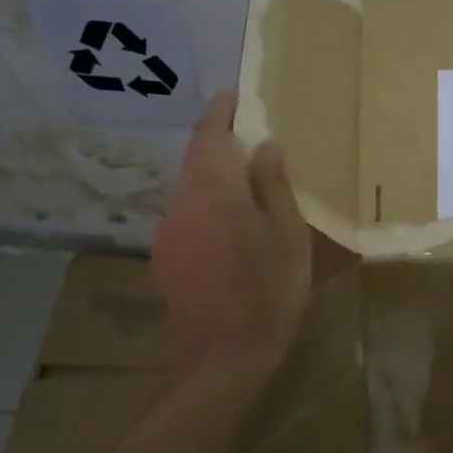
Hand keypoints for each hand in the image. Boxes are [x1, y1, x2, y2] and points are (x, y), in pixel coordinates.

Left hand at [152, 92, 310, 373]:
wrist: (223, 357)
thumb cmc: (269, 291)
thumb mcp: (288, 234)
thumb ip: (273, 185)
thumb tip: (264, 146)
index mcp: (215, 190)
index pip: (209, 135)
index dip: (220, 111)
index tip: (234, 95)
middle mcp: (182, 202)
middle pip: (195, 159)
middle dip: (216, 141)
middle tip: (247, 135)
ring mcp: (168, 231)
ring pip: (189, 187)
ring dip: (211, 174)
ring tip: (243, 180)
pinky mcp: (164, 256)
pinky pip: (185, 213)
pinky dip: (205, 203)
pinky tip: (228, 224)